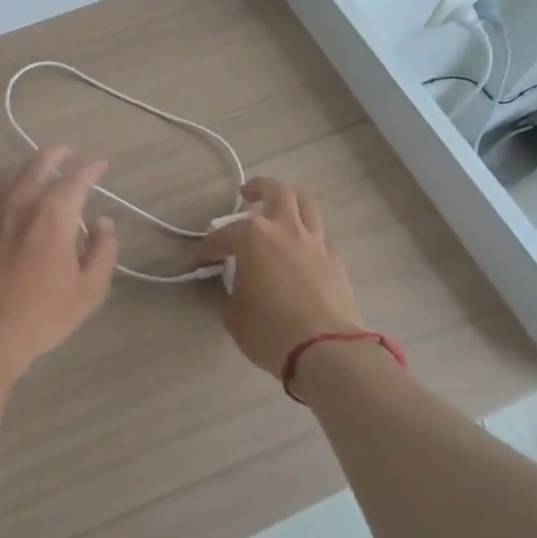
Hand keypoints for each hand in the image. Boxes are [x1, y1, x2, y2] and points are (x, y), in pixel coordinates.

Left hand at [0, 145, 119, 378]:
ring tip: (38, 170)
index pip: (78, 176)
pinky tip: (0, 193)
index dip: (92, 167)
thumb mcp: (89, 290)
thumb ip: (103, 250)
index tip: (101, 164)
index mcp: (55, 213)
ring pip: (9, 172)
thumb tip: (103, 223)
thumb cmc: (42, 314)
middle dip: (58, 154)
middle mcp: (22, 201)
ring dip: (28, 166)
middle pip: (40, 162)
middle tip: (69, 154)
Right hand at [195, 177, 361, 377]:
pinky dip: (307, 237)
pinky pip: (320, 237)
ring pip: (306, 205)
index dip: (208, 249)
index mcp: (253, 238)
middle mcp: (285, 230)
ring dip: (290, 202)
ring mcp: (315, 243)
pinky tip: (300, 252)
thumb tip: (239, 289)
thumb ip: (233, 292)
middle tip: (247, 196)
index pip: (222, 236)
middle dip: (259, 188)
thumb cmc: (269, 330)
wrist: (324, 349)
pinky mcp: (336, 261)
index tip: (200, 262)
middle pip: (277, 191)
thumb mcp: (234, 315)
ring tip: (279, 211)